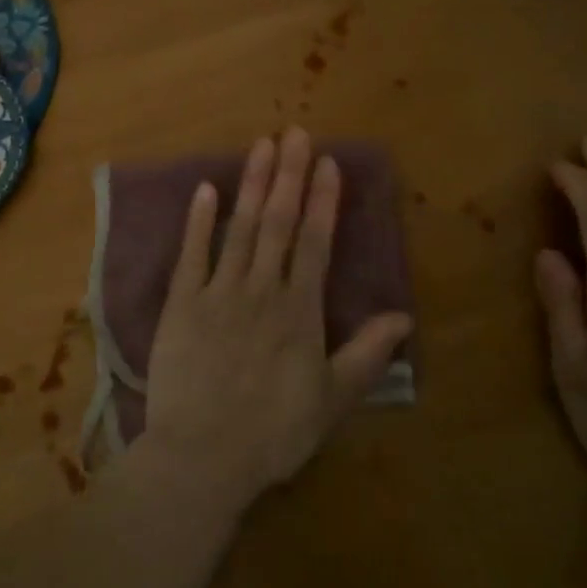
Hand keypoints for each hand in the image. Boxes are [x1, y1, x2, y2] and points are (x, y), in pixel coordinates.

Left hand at [142, 128, 414, 516]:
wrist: (204, 455)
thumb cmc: (274, 432)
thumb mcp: (333, 399)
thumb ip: (367, 354)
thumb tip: (404, 316)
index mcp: (300, 311)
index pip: (315, 243)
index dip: (323, 200)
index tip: (327, 162)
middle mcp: (262, 290)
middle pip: (278, 223)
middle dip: (288, 175)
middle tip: (294, 132)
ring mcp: (219, 293)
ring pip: (240, 228)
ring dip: (251, 184)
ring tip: (261, 145)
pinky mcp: (182, 304)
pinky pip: (192, 254)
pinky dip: (199, 220)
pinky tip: (205, 189)